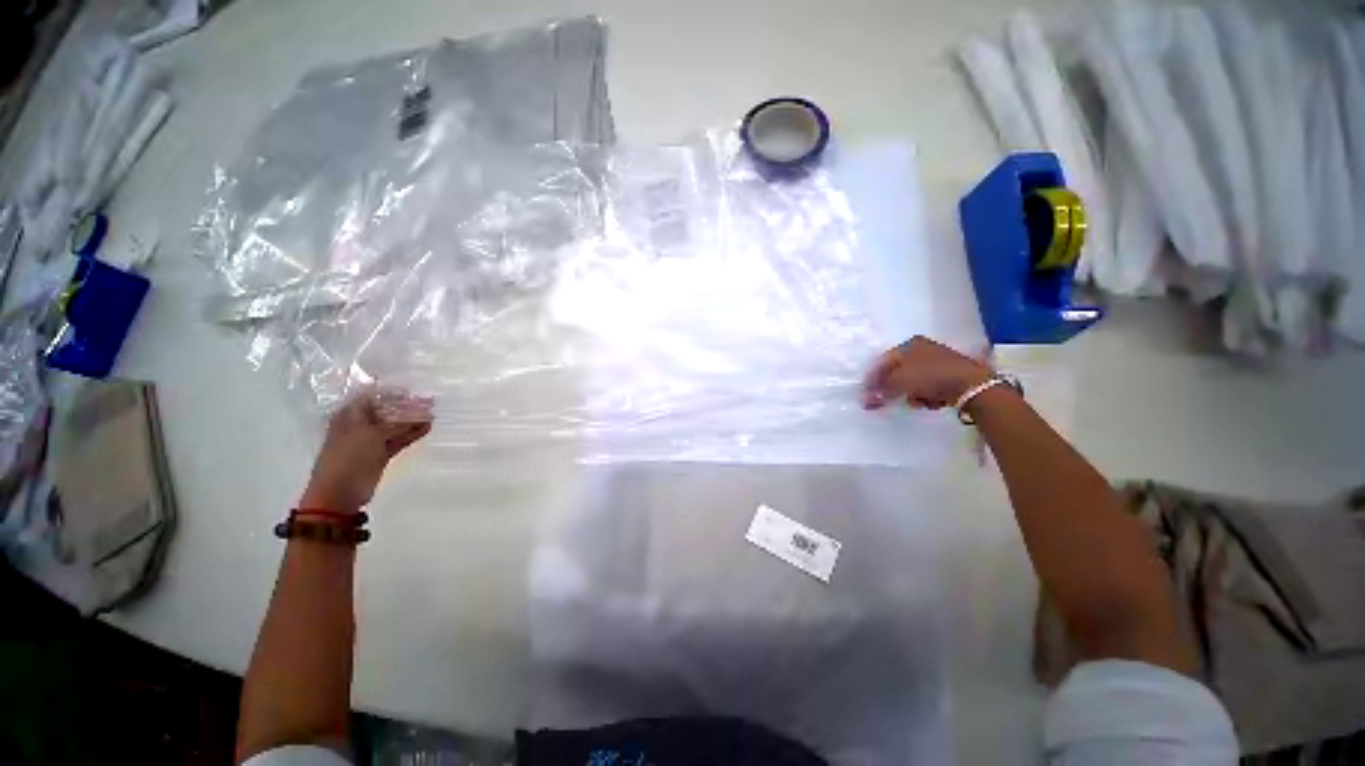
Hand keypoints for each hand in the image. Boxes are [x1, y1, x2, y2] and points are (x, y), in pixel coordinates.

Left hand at [300, 391, 432, 510]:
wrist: (340, 492)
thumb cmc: (348, 458)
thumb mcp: (372, 435)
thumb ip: (396, 423)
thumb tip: (419, 412)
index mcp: (349, 416)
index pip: (372, 397)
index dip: (391, 392)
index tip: (412, 389)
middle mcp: (360, 425)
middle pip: (386, 410)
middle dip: (406, 405)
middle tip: (428, 401)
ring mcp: (371, 440)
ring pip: (395, 425)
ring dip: (412, 419)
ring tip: (432, 413)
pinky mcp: (381, 453)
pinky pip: (399, 439)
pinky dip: (412, 433)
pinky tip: (428, 427)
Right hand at [861, 336, 991, 410]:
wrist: (973, 386)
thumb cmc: (931, 377)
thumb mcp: (899, 383)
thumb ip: (880, 390)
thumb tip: (866, 399)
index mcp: (908, 344)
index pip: (882, 362)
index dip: (872, 379)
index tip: (867, 395)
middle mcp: (922, 349)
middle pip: (897, 372)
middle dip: (893, 389)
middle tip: (888, 401)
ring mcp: (937, 361)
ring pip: (913, 381)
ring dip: (910, 394)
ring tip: (916, 402)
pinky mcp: (950, 374)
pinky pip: (928, 386)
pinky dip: (926, 395)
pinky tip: (931, 401)